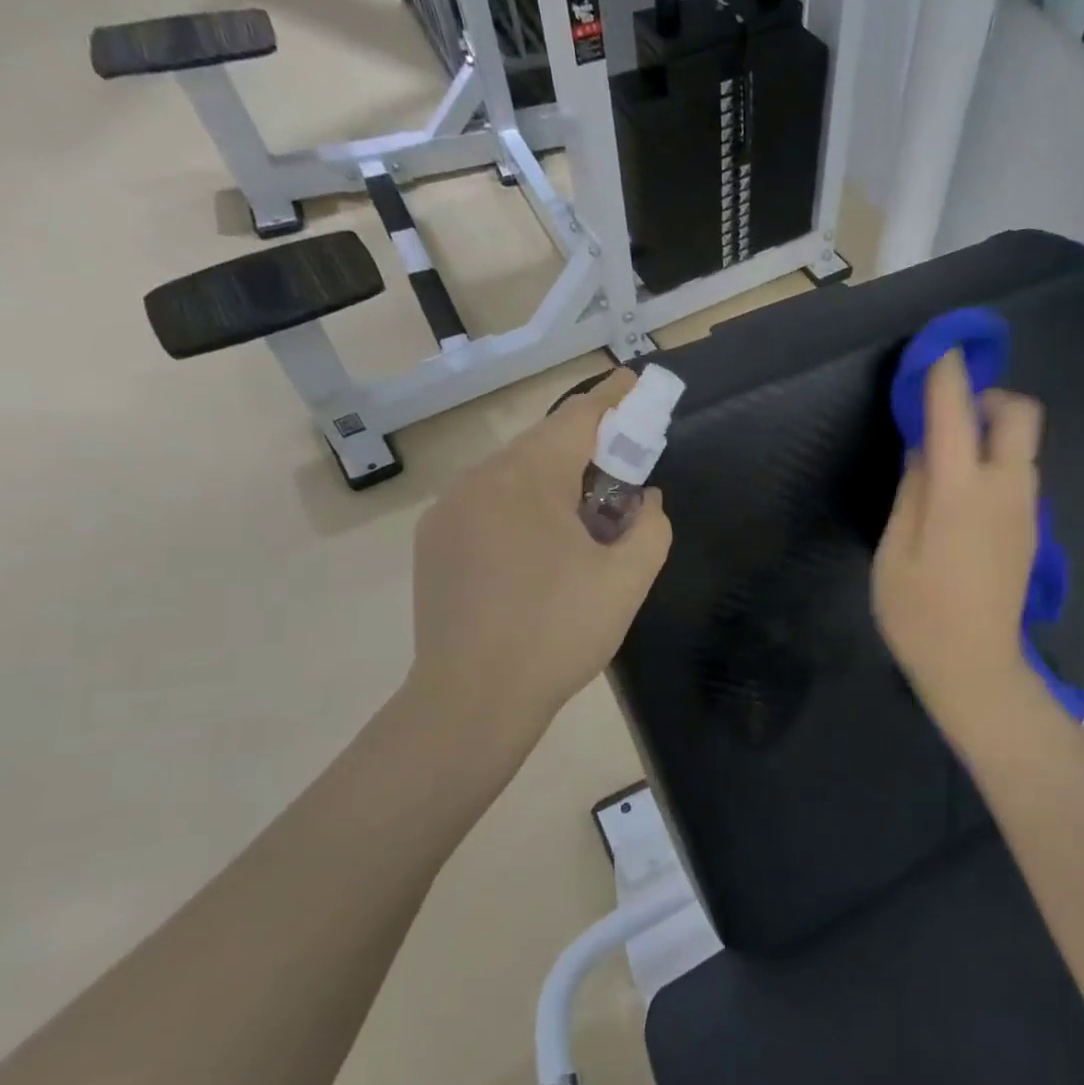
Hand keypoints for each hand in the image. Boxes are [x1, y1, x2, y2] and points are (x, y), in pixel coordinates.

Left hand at [402, 370, 672, 741]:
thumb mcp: (628, 580)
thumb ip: (651, 525)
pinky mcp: (432, 543)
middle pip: (543, 445)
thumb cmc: (559, 633)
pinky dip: (520, 508)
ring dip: (552, 482)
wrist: (472, 700)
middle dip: (586, 449)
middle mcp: (480, 480)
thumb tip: (643, 498)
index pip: (578, 418)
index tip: (636, 383)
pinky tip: (537, 552)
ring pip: (512, 476)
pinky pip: (486, 505)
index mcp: (528, 479)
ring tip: (581, 524)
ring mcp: (448, 511)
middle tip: (621, 473)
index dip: (614, 398)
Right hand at [872, 351, 1043, 740]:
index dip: (946, 372)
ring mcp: (1027, 510)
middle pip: (1019, 414)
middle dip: (987, 397)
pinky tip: (966, 496)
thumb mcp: (894, 553)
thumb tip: (924, 448)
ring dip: (993, 432)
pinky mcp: (1032, 530)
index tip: (936, 350)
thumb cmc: (919, 616)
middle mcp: (1006, 489)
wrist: (976, 669)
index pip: (956, 410)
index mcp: (961, 492)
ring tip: (950, 459)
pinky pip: (1021, 475)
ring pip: (1023, 445)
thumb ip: (911, 491)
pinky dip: (998, 462)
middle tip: (949, 416)